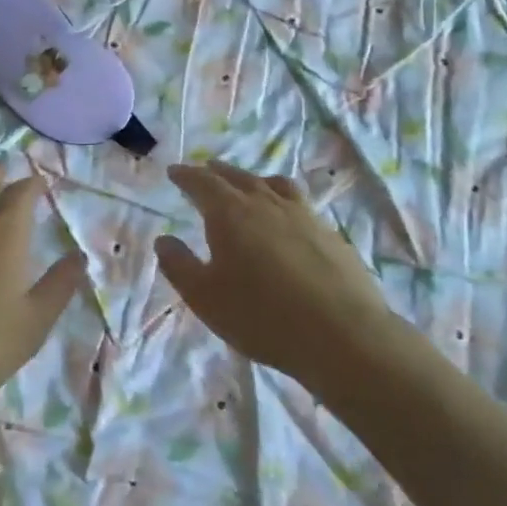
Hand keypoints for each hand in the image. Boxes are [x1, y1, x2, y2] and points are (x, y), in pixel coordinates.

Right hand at [155, 162, 391, 387]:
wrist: (342, 335)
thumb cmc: (262, 316)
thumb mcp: (205, 297)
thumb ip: (179, 265)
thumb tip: (164, 240)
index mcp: (230, 213)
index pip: (203, 183)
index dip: (186, 176)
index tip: (174, 171)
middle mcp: (266, 203)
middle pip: (238, 177)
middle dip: (217, 172)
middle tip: (205, 170)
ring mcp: (303, 215)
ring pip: (273, 184)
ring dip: (253, 179)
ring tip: (247, 183)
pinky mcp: (330, 233)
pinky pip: (299, 203)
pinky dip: (282, 199)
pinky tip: (286, 217)